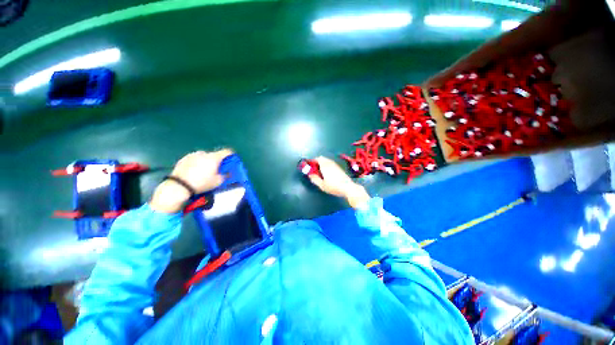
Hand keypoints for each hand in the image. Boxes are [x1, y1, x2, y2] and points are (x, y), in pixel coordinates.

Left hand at [150, 149, 233, 212]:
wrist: (179, 185)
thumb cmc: (202, 183)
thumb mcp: (218, 182)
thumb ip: (225, 175)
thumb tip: (228, 173)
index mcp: (214, 157)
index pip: (226, 151)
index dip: (231, 154)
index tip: (232, 158)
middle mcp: (204, 153)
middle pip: (215, 154)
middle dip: (217, 160)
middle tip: (217, 168)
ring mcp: (193, 155)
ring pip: (204, 156)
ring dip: (207, 161)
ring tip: (205, 170)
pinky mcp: (184, 158)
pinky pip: (195, 159)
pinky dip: (197, 163)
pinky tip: (195, 171)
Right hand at [308, 156, 370, 208]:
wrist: (348, 187)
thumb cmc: (333, 187)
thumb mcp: (322, 185)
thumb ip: (315, 179)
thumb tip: (310, 175)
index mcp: (325, 165)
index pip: (318, 158)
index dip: (313, 161)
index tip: (310, 166)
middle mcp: (330, 163)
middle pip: (322, 158)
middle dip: (317, 162)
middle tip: (315, 169)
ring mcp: (336, 165)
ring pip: (327, 161)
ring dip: (322, 164)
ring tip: (320, 172)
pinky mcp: (339, 168)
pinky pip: (331, 163)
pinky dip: (327, 165)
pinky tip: (328, 173)